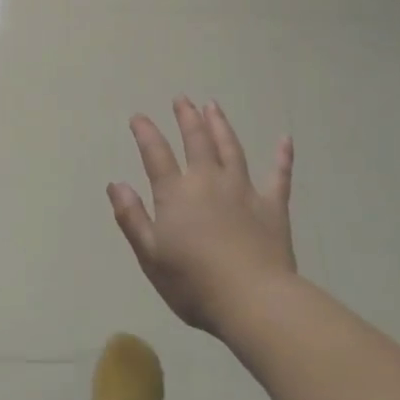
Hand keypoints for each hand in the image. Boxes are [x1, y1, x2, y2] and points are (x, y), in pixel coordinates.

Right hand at [109, 97, 295, 335]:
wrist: (253, 300)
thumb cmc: (194, 283)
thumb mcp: (150, 256)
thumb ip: (132, 217)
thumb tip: (115, 184)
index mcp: (176, 194)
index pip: (156, 154)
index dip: (145, 132)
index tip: (138, 117)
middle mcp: (209, 181)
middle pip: (196, 140)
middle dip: (186, 117)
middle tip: (182, 98)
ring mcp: (243, 190)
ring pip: (231, 148)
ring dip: (220, 125)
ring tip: (213, 106)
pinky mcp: (273, 206)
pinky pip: (279, 175)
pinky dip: (282, 156)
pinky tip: (285, 138)